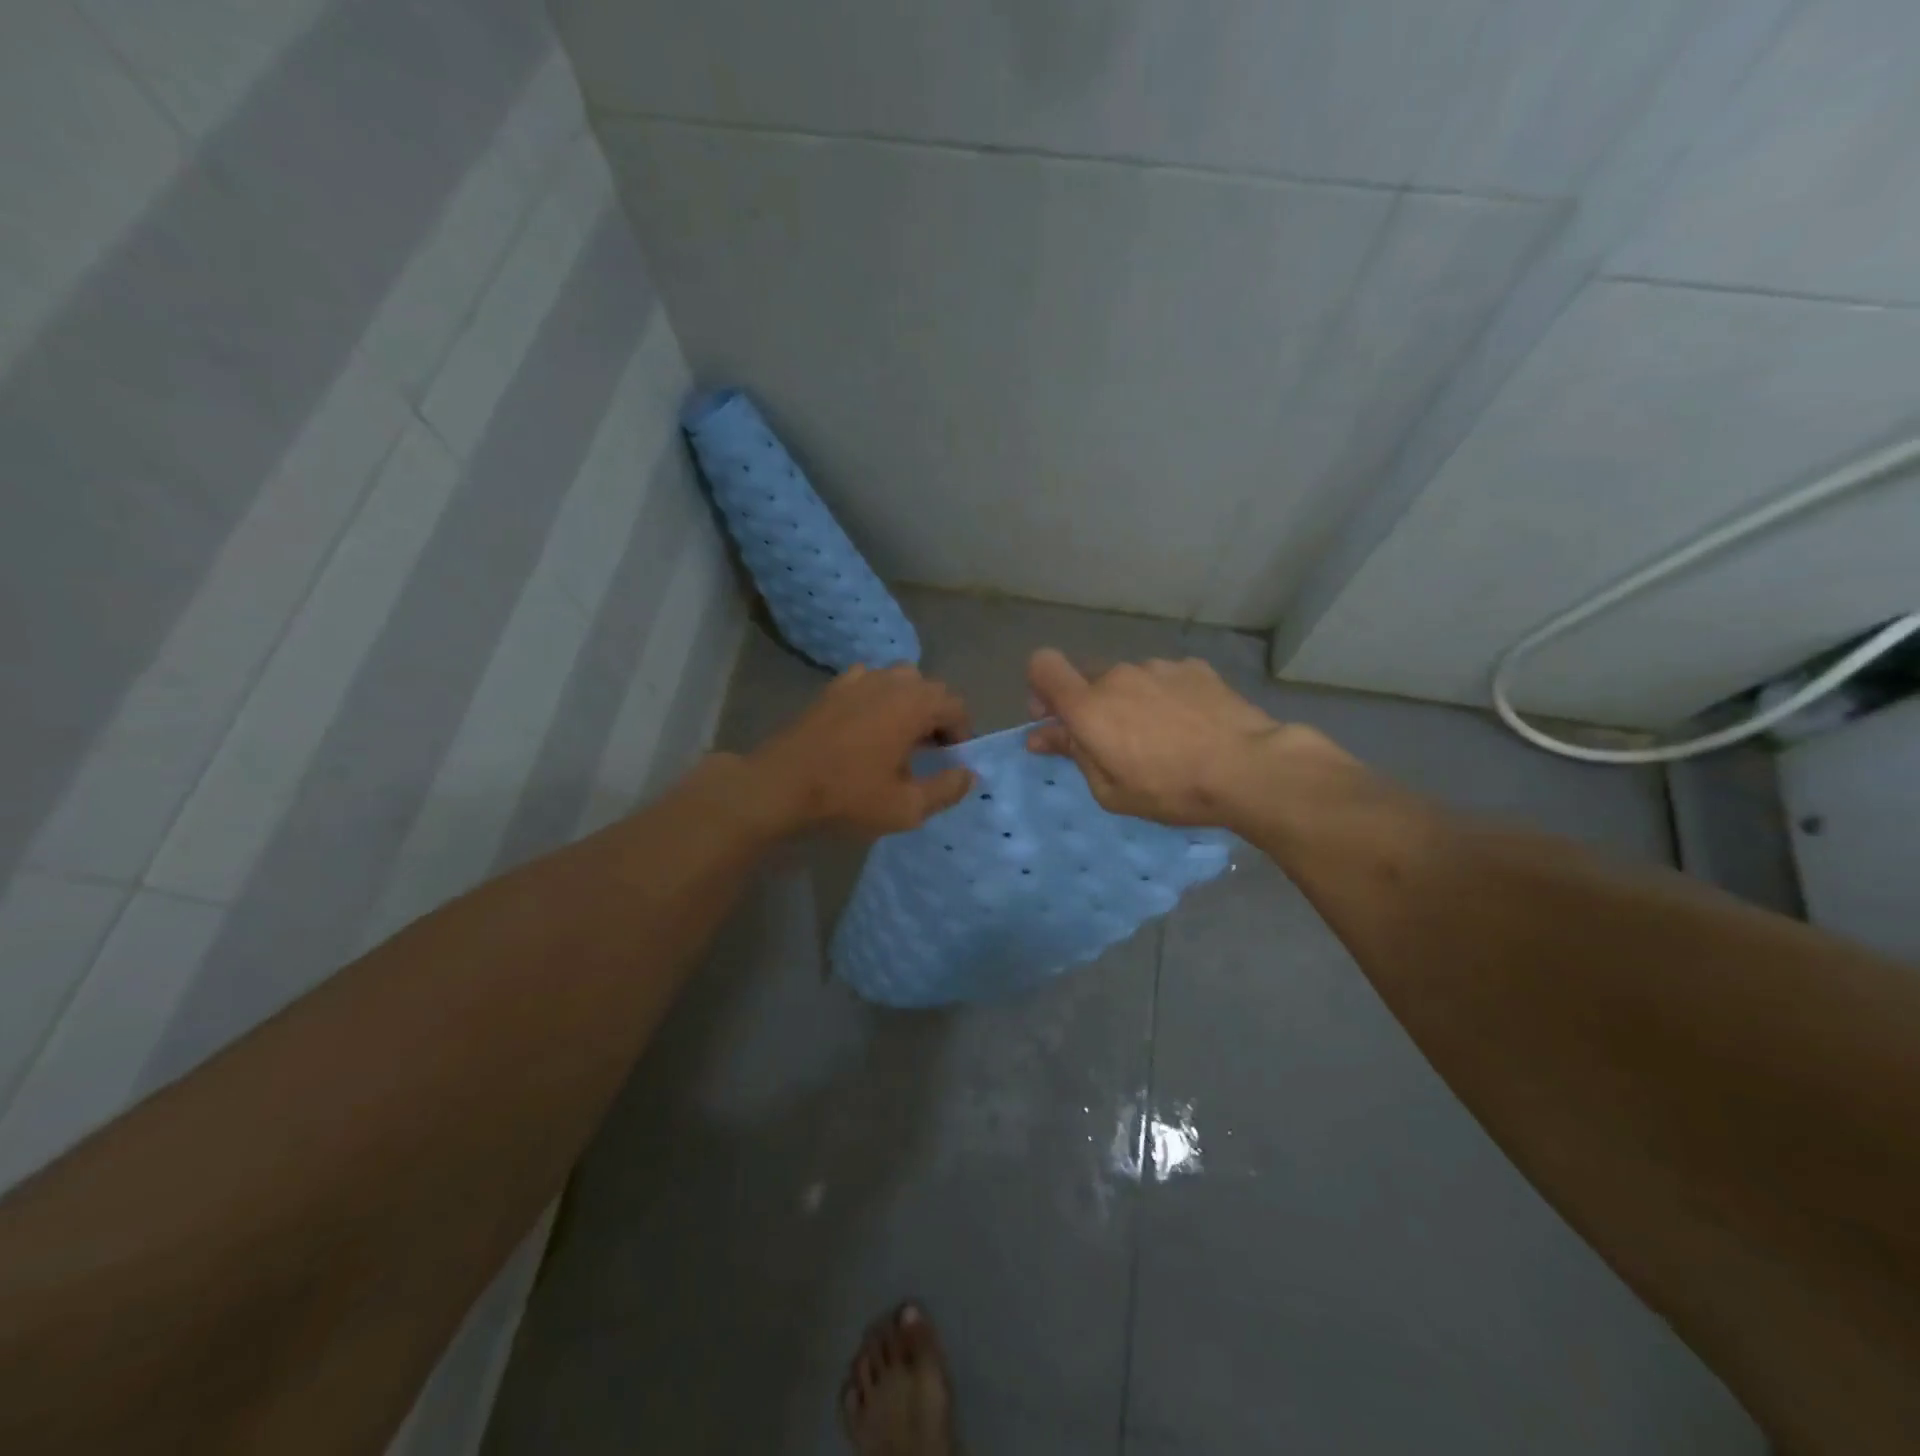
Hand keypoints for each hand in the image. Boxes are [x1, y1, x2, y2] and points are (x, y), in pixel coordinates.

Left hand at [752, 664, 973, 833]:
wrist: (780, 786)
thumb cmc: (848, 796)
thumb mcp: (907, 806)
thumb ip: (946, 789)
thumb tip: (968, 774)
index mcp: (914, 703)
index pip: (956, 705)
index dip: (962, 732)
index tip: (952, 759)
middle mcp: (890, 681)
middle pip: (930, 689)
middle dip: (937, 717)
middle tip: (930, 752)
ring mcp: (858, 679)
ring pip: (899, 681)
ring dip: (909, 705)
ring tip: (900, 738)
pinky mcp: (832, 688)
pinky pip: (869, 683)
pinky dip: (878, 699)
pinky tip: (867, 727)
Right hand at [1026, 648, 1336, 826]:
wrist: (1249, 768)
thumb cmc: (1171, 788)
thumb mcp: (1110, 790)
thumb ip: (1072, 753)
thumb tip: (1040, 735)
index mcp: (1088, 706)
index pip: (1042, 665)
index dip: (1040, 687)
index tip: (1054, 717)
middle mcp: (1117, 675)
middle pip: (1086, 677)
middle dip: (1088, 704)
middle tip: (1110, 741)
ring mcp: (1158, 667)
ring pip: (1127, 679)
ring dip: (1129, 701)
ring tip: (1159, 737)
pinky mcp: (1193, 667)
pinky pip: (1163, 679)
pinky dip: (1164, 696)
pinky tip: (1188, 725)